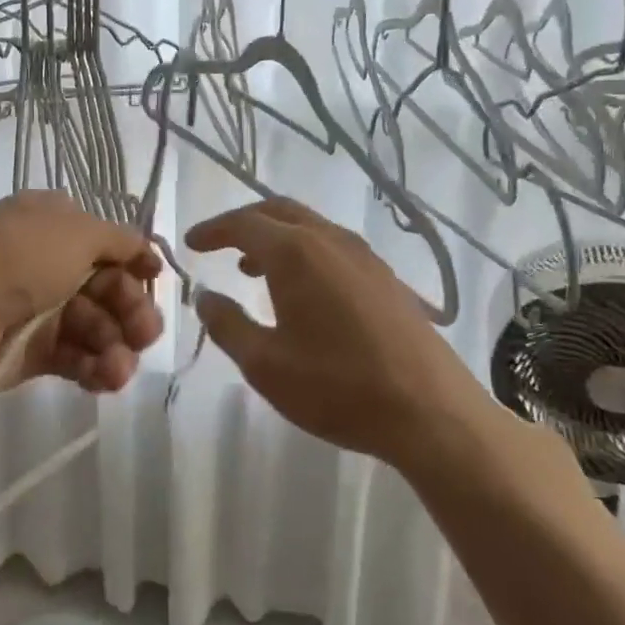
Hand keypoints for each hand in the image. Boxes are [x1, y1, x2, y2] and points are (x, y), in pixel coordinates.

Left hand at [0, 192, 163, 392]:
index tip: (156, 281)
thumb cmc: (16, 258)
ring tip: (118, 368)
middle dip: (133, 312)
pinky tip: (107, 378)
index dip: (137, 265)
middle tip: (144, 335)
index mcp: (58, 225)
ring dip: (117, 348)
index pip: (112, 246)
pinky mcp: (35, 352)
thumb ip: (119, 240)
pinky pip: (77, 358)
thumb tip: (146, 249)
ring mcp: (44, 309)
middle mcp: (53, 264)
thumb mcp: (75, 231)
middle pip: (110, 290)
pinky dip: (96, 369)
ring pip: (98, 329)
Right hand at [186, 198, 501, 469]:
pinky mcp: (386, 278)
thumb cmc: (338, 387)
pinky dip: (303, 251)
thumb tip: (205, 297)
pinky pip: (332, 245)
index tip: (191, 244)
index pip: (243, 223)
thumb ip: (227, 325)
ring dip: (274, 236)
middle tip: (218, 244)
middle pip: (278, 210)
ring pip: (309, 225)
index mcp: (294, 252)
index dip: (212, 230)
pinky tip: (302, 290)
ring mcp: (364, 256)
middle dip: (243, 223)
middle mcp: (329, 240)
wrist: (433, 413)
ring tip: (251, 269)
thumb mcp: (265, 364)